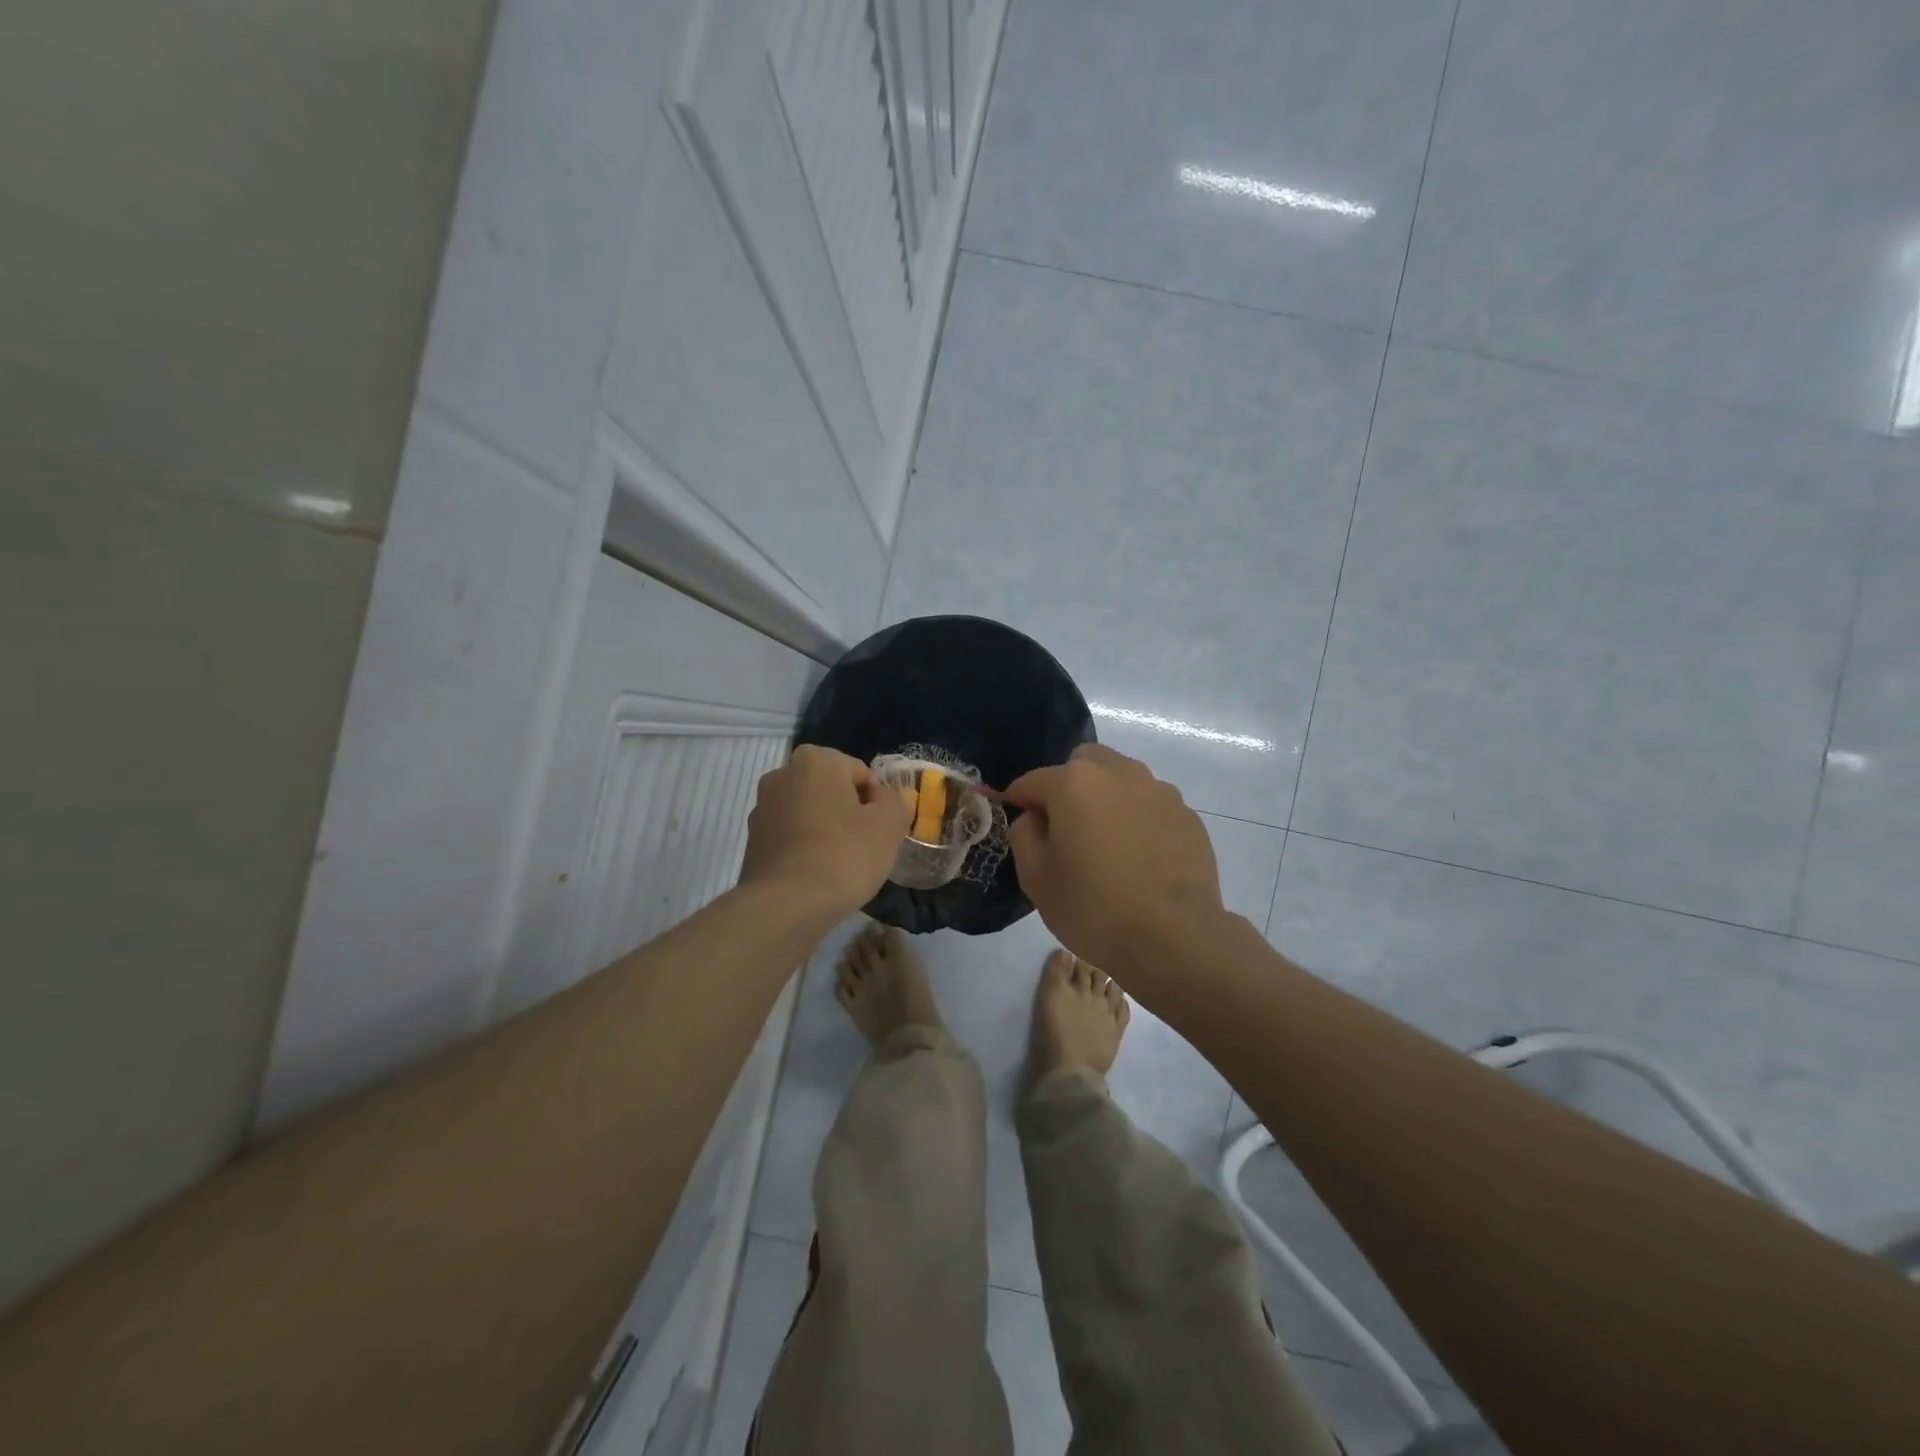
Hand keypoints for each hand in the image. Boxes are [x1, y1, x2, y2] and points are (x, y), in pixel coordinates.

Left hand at [740, 745, 910, 920]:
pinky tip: (818, 874)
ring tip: (841, 864)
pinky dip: (806, 848)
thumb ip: (897, 803)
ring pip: (810, 813)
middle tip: (865, 846)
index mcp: (815, 760)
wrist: (786, 906)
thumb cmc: (843, 855)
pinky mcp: (752, 841)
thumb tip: (894, 796)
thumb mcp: (888, 826)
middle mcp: (781, 775)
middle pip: (832, 790)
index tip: (881, 830)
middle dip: (850, 812)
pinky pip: (791, 836)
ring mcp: (762, 809)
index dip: (878, 801)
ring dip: (827, 829)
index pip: (861, 773)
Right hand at [1006, 744, 1224, 974]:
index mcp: (1074, 783)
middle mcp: (1118, 773)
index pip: (1032, 780)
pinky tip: (1140, 856)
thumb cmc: (1093, 908)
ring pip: (1120, 778)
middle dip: (1067, 785)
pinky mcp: (1186, 814)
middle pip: (1082, 763)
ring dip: (1106, 797)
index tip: (1017, 820)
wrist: (1174, 938)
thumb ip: (1024, 834)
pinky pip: (1150, 804)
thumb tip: (1034, 817)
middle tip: (1066, 827)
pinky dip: (1138, 817)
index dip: (1018, 800)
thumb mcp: (1036, 878)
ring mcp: (1158, 790)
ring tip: (1107, 841)